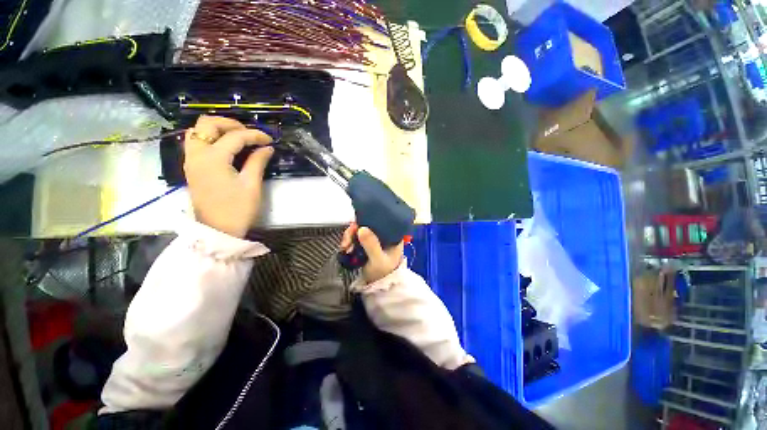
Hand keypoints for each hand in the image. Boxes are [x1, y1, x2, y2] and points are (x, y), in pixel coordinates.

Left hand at [184, 116, 273, 237]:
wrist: (218, 231)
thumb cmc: (238, 209)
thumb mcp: (252, 185)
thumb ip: (258, 162)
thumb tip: (267, 148)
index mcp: (213, 158)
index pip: (235, 136)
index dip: (255, 135)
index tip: (270, 140)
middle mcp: (197, 154)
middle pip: (207, 124)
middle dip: (230, 124)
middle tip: (249, 134)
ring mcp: (191, 161)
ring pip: (197, 132)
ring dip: (217, 130)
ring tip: (238, 138)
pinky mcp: (192, 168)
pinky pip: (196, 143)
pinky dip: (210, 139)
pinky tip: (226, 148)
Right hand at [341, 224, 403, 282]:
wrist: (378, 288)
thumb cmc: (383, 273)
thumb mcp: (378, 259)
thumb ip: (371, 245)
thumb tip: (361, 228)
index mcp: (392, 235)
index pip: (380, 220)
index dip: (367, 220)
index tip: (356, 227)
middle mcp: (384, 235)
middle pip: (367, 224)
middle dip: (354, 231)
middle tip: (346, 242)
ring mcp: (374, 240)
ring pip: (359, 231)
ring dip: (349, 237)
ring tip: (345, 248)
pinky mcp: (366, 245)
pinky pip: (356, 238)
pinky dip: (349, 242)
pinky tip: (345, 249)